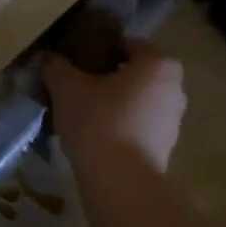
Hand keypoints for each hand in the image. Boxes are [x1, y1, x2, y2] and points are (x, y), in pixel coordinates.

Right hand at [44, 39, 186, 175]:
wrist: (120, 182)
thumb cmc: (99, 122)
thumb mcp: (68, 88)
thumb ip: (57, 67)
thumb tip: (50, 58)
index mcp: (158, 63)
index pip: (125, 44)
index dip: (97, 49)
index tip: (74, 60)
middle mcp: (174, 87)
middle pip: (133, 73)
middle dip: (106, 77)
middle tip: (75, 85)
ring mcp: (174, 119)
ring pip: (136, 101)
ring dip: (113, 103)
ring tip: (81, 113)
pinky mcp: (166, 147)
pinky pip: (139, 125)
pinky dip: (120, 125)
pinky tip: (94, 135)